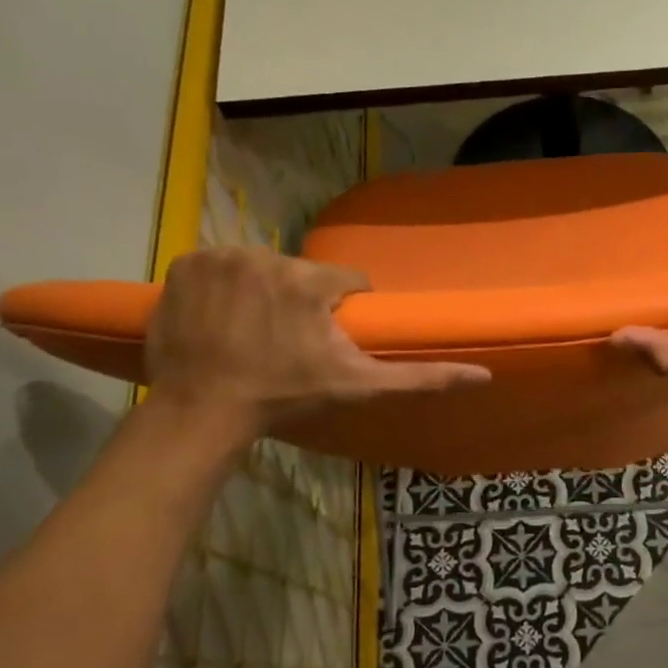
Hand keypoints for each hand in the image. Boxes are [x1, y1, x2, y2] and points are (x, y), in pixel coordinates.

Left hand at [145, 247, 488, 442]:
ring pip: (260, 268)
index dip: (341, 311)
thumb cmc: (284, 397)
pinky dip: (222, 288)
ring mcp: (219, 258)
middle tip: (286, 343)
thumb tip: (483, 374)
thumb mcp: (358, 388)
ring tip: (252, 333)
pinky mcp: (184, 265)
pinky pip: (218, 267)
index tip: (328, 340)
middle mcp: (265, 257)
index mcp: (309, 282)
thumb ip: (421, 377)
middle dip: (299, 302)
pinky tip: (221, 320)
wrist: (202, 410)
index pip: (345, 282)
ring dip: (262, 293)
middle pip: (299, 274)